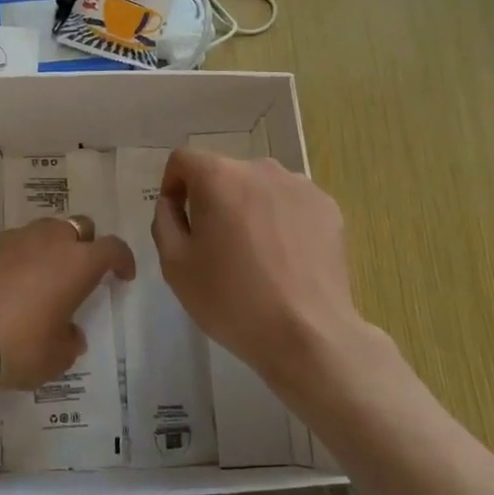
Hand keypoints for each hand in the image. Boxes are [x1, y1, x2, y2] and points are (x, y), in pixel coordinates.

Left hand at [0, 217, 134, 392]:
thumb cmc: (19, 347)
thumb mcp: (57, 357)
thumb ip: (71, 340)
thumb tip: (69, 331)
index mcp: (78, 263)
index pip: (113, 248)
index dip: (122, 260)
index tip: (122, 276)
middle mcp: (51, 240)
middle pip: (80, 227)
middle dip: (87, 245)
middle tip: (81, 273)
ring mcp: (17, 237)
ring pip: (47, 228)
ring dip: (54, 246)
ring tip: (45, 275)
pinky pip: (17, 241)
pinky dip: (23, 254)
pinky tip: (13, 280)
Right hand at [152, 149, 381, 394]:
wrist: (308, 334)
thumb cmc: (232, 300)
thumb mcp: (175, 265)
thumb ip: (165, 221)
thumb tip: (173, 202)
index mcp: (219, 177)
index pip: (184, 159)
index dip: (173, 185)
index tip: (178, 220)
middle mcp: (261, 168)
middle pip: (225, 174)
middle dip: (213, 200)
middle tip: (215, 246)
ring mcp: (300, 186)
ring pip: (260, 188)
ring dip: (249, 209)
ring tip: (255, 255)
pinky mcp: (328, 207)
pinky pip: (291, 203)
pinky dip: (281, 221)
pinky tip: (285, 259)